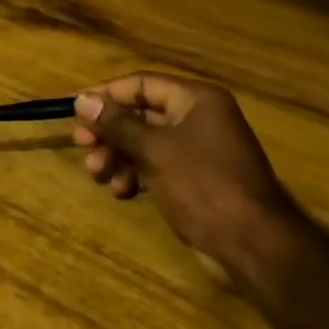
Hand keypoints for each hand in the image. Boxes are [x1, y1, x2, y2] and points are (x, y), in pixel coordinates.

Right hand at [73, 72, 301, 276]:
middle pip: (141, 114)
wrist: (251, 244)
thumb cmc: (203, 184)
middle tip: (82, 147)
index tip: (76, 111)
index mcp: (196, 100)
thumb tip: (82, 100)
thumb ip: (116, 124)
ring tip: (98, 174)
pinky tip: (122, 192)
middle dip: (109, 132)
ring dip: (117, 156)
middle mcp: (198, 118)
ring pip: (144, 143)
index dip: (107, 95)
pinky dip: (135, 175)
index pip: (142, 84)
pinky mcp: (194, 180)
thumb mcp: (154, 150)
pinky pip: (155, 167)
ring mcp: (197, 151)